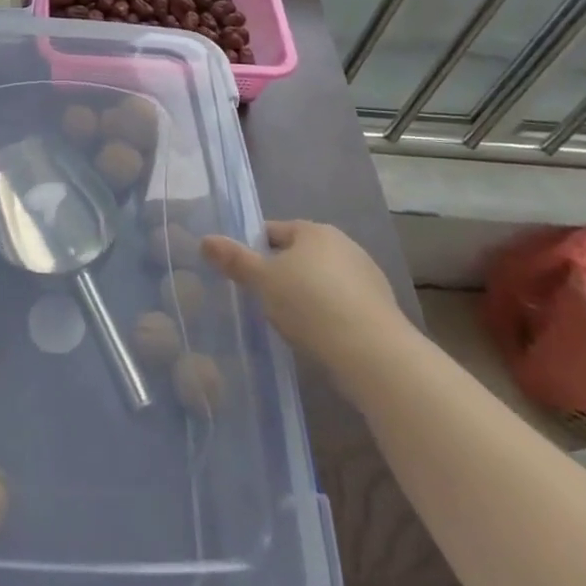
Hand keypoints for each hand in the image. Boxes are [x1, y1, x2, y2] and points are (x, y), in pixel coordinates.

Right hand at [200, 220, 412, 376]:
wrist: (374, 354)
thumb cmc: (311, 305)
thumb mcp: (263, 281)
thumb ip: (234, 260)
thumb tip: (205, 240)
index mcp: (314, 231)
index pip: (273, 231)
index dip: (254, 249)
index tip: (242, 274)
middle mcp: (344, 245)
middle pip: (299, 255)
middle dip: (281, 274)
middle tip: (261, 300)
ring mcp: (367, 277)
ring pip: (322, 281)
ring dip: (306, 296)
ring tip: (288, 322)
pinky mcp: (380, 309)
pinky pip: (342, 305)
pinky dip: (328, 315)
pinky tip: (317, 337)